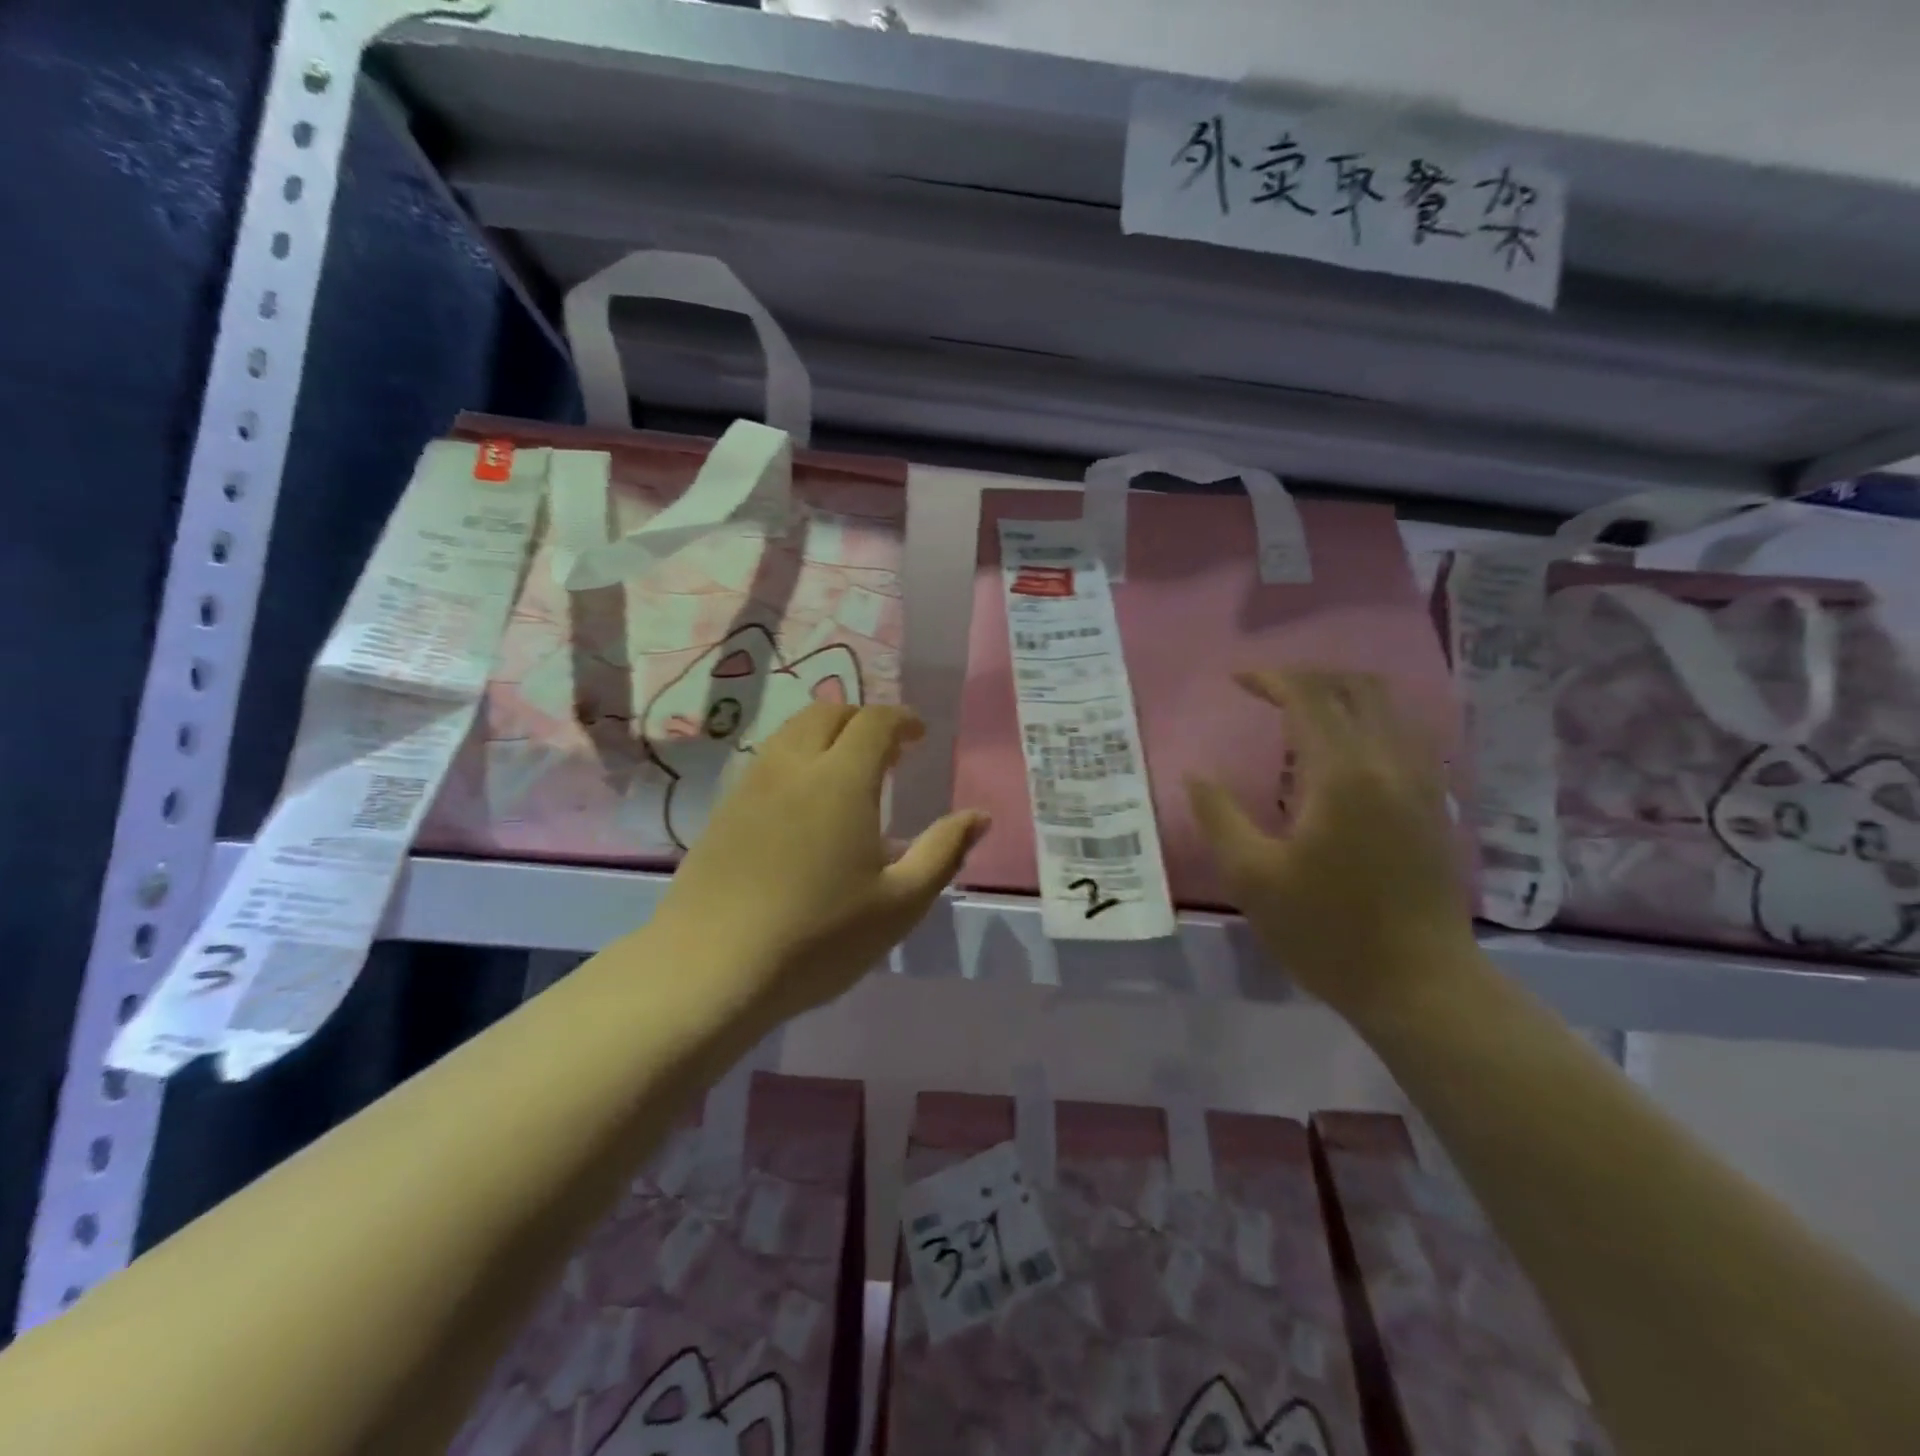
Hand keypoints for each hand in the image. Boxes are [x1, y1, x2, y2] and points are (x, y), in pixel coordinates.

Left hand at [649, 702, 988, 1027]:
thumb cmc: (819, 937)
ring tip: (846, 773)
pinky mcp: (722, 812)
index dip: (901, 719)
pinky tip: (803, 807)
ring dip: (825, 736)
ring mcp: (750, 787)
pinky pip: (766, 762)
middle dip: (862, 719)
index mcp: (840, 779)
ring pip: (790, 734)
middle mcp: (792, 767)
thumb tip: (979, 816)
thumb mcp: (900, 903)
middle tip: (886, 752)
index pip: (874, 721)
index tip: (918, 736)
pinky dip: (795, 761)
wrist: (711, 969)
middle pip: (827, 714)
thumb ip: (944, 851)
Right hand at [1186, 670, 1475, 1019]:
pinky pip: (1405, 735)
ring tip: (1302, 711)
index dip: (1271, 678)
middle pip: (1357, 687)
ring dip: (1344, 694)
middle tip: (1268, 689)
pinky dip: (1370, 721)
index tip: (1236, 680)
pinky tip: (1345, 751)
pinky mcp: (1435, 805)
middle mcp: (1390, 764)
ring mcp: (1422, 783)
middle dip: (1310, 676)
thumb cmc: (1327, 932)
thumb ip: (1219, 816)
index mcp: (1343, 775)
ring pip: (1389, 707)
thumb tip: (1195, 775)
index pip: (1309, 697)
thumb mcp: (1252, 878)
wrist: (1421, 984)